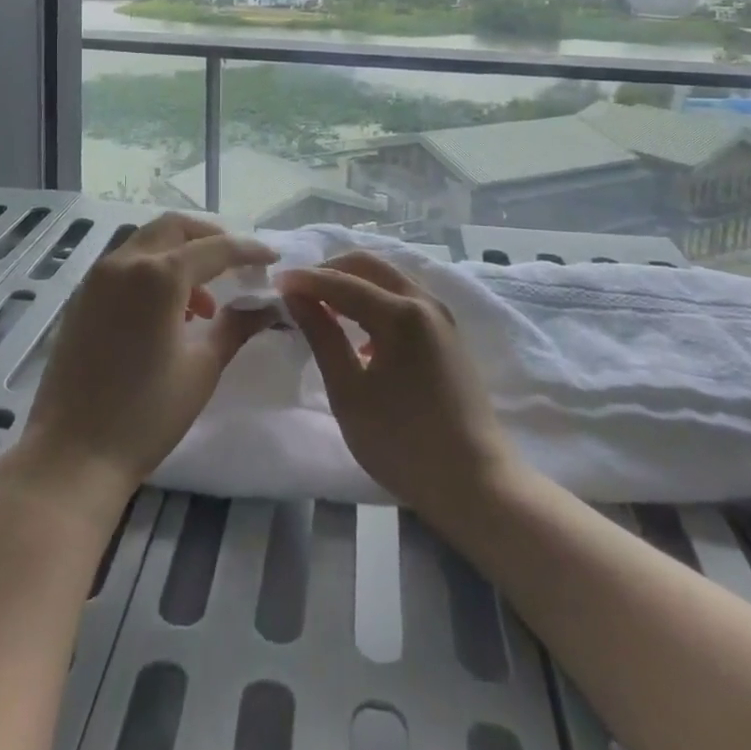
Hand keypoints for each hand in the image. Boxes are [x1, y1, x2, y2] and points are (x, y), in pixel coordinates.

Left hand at [16, 213, 276, 505]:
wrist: (71, 455)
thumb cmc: (145, 414)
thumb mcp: (201, 369)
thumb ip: (235, 326)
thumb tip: (267, 306)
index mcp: (158, 275)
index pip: (215, 248)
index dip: (248, 250)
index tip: (271, 258)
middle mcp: (124, 262)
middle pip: (174, 228)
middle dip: (209, 238)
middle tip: (236, 264)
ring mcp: (97, 277)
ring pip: (146, 242)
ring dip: (179, 255)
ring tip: (203, 302)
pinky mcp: (81, 297)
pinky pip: (124, 264)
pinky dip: (152, 270)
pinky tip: (167, 313)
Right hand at [282, 251, 519, 523]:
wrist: (476, 483)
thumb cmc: (403, 443)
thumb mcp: (349, 392)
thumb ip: (322, 336)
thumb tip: (296, 297)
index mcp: (400, 313)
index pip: (342, 282)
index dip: (305, 280)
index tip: (275, 283)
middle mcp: (424, 301)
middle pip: (369, 266)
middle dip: (330, 270)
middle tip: (299, 290)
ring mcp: (441, 315)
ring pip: (388, 278)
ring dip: (353, 283)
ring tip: (322, 307)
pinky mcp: (448, 333)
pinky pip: (404, 297)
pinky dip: (375, 299)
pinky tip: (359, 331)